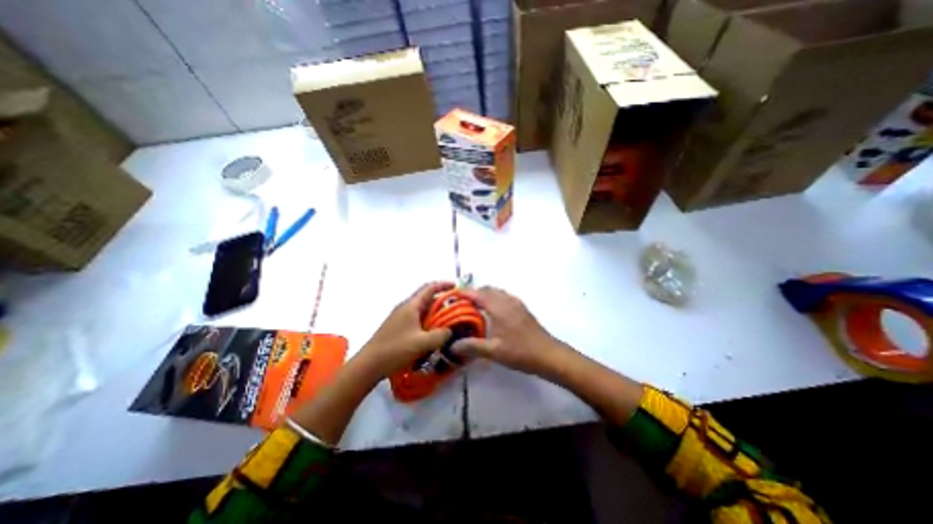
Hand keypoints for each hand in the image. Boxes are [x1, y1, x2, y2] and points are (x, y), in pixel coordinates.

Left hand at [358, 283, 454, 381]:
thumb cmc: (396, 349)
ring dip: (435, 312)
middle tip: (456, 308)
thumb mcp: (422, 343)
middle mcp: (406, 307)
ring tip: (448, 321)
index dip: (444, 285)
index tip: (457, 287)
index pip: (430, 288)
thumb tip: (450, 330)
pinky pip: (417, 318)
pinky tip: (433, 332)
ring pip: (422, 309)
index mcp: (411, 305)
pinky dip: (428, 321)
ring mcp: (400, 316)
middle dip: (442, 301)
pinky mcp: (398, 326)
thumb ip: (440, 335)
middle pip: (427, 298)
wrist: (369, 364)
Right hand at [451, 287, 572, 376]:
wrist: (548, 354)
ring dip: (485, 295)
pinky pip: (504, 296)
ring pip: (496, 292)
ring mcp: (516, 303)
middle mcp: (507, 300)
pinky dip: (494, 298)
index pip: (477, 294)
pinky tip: (492, 312)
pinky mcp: (522, 308)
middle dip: (473, 293)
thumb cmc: (520, 352)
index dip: (464, 292)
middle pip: (487, 289)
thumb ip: (471, 346)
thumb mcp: (493, 351)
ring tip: (474, 308)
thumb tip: (452, 346)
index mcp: (498, 307)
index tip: (452, 295)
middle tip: (461, 304)